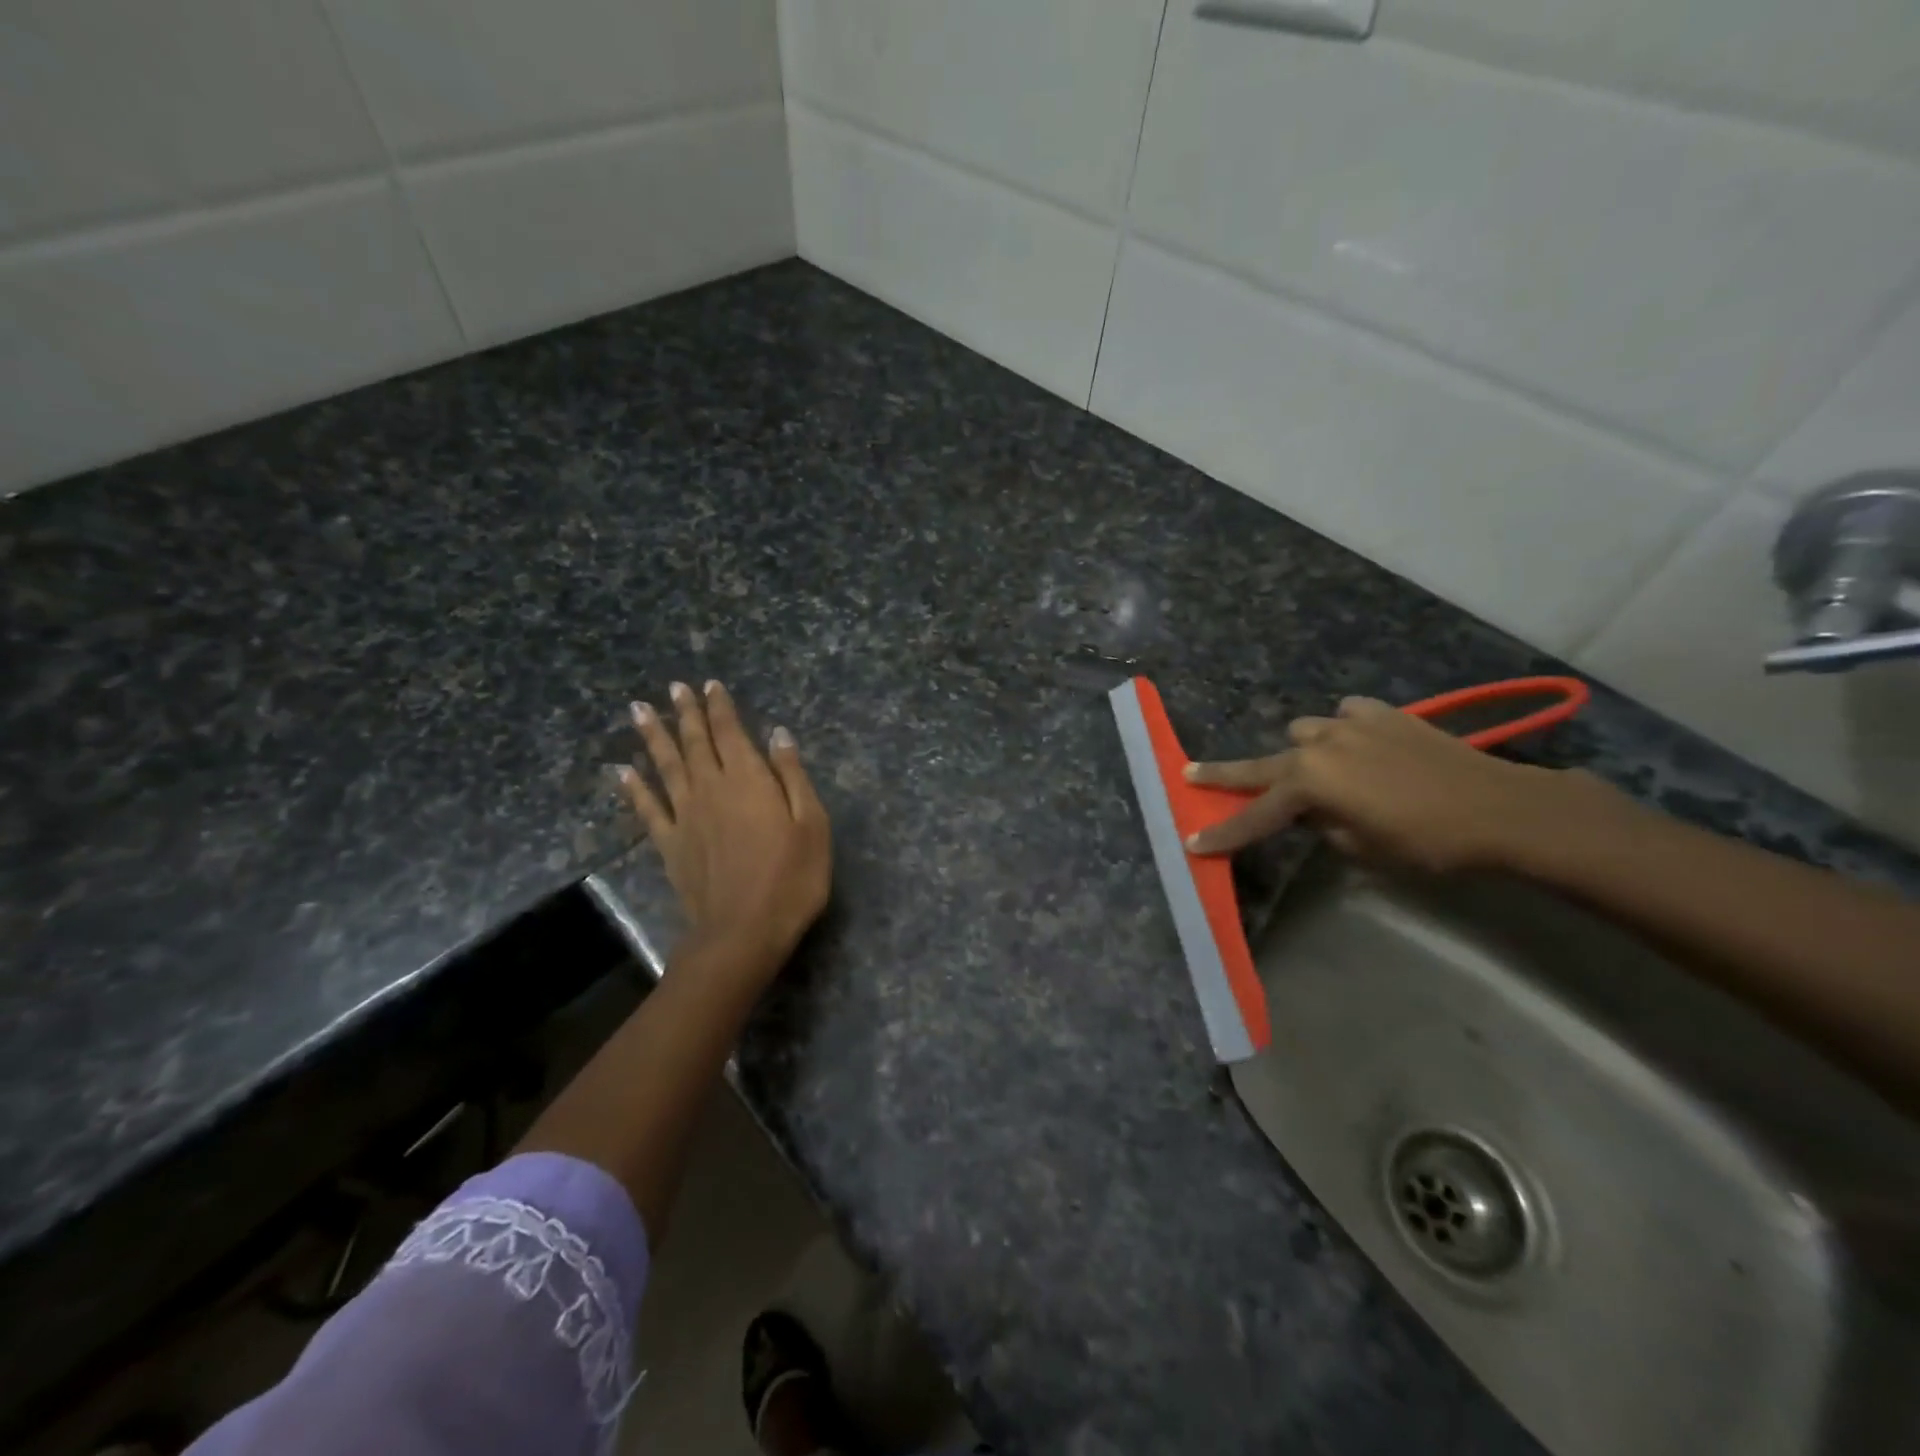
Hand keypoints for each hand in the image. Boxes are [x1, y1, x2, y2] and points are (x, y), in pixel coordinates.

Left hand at [617, 681, 831, 979]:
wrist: (744, 931)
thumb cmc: (791, 878)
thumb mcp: (812, 824)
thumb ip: (792, 777)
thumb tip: (778, 735)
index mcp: (749, 781)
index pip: (732, 733)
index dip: (721, 708)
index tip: (711, 685)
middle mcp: (712, 789)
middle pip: (696, 743)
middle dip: (686, 713)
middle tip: (674, 687)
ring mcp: (686, 816)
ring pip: (666, 767)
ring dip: (653, 737)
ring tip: (638, 710)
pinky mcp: (670, 844)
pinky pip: (648, 809)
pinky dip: (634, 788)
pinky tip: (622, 771)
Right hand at [1184, 696, 1581, 872]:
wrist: (1502, 808)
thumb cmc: (1427, 842)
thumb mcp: (1363, 848)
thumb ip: (1324, 827)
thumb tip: (1316, 814)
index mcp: (1309, 784)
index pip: (1254, 815)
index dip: (1224, 833)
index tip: (1192, 844)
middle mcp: (1319, 747)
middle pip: (1260, 765)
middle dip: (1224, 774)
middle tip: (1189, 774)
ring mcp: (1350, 724)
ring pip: (1303, 733)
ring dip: (1301, 753)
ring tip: (1318, 771)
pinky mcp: (1383, 714)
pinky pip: (1347, 716)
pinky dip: (1345, 730)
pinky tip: (1361, 744)